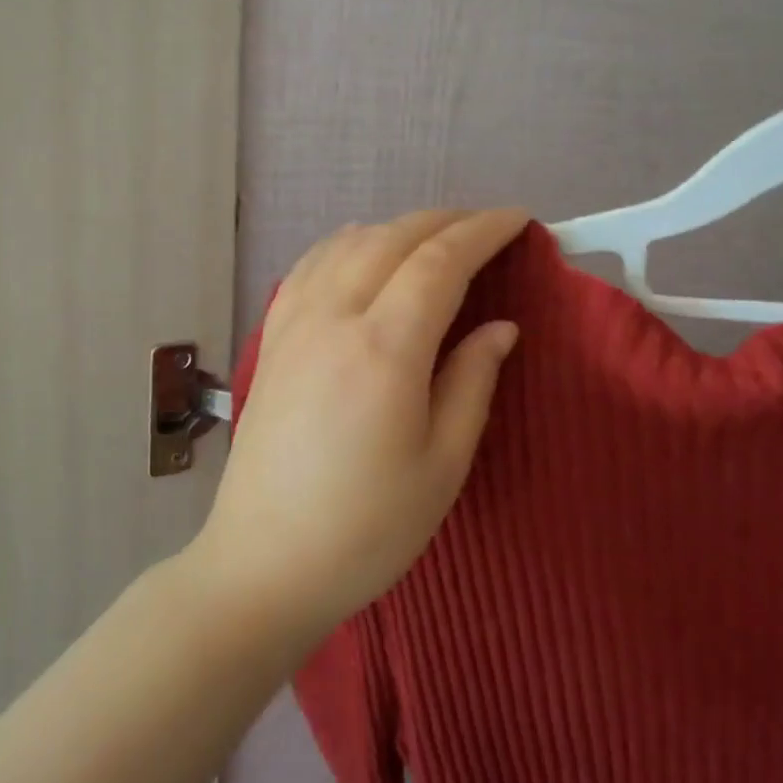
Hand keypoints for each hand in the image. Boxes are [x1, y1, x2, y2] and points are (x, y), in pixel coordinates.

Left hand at [191, 209, 528, 648]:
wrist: (264, 562)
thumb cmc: (366, 528)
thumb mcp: (442, 464)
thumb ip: (472, 382)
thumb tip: (500, 326)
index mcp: (384, 347)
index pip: (440, 261)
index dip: (483, 232)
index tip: (519, 219)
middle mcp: (332, 317)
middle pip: (392, 238)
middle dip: (445, 221)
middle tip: (485, 226)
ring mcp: (292, 324)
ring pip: (347, 244)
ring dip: (396, 228)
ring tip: (432, 237)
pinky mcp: (270, 340)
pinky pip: (309, 267)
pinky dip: (345, 244)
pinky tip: (359, 251)